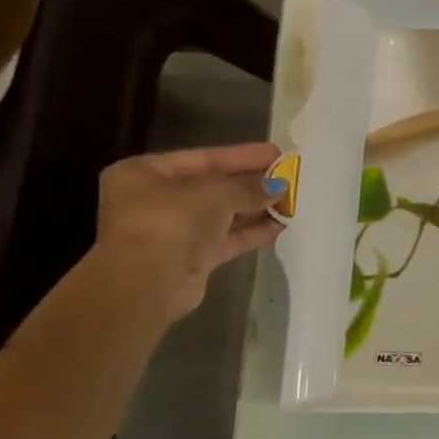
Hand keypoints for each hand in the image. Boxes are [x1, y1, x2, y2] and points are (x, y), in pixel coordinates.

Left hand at [89, 143, 284, 320]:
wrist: (147, 285)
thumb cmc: (172, 222)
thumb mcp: (216, 193)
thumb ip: (249, 187)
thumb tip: (279, 186)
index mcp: (146, 173)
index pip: (204, 158)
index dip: (243, 156)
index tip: (277, 153)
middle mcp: (156, 199)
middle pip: (213, 186)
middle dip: (252, 183)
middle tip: (290, 177)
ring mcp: (173, 230)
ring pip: (222, 214)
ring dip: (256, 208)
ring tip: (292, 201)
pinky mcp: (190, 257)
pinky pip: (226, 238)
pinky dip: (251, 231)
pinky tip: (281, 226)